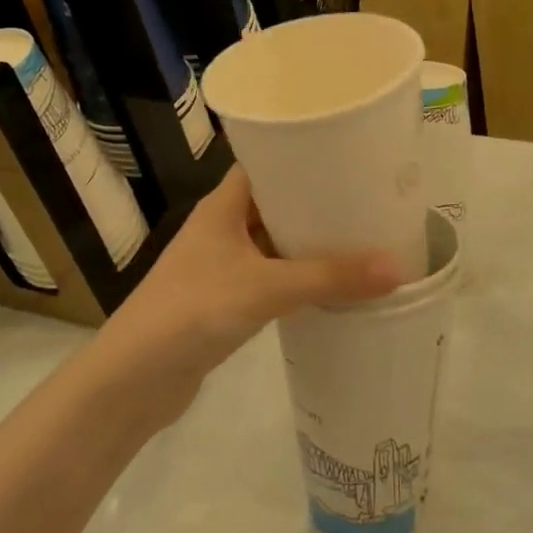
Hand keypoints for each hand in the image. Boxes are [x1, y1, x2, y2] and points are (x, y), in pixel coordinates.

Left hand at [99, 167, 401, 420]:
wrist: (133, 380)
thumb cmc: (193, 311)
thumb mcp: (264, 287)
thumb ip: (329, 277)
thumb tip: (399, 267)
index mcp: (223, 205)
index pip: (266, 162)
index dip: (302, 153)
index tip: (349, 152)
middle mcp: (222, 226)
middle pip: (276, 201)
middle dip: (318, 200)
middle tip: (369, 196)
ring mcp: (222, 264)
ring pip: (275, 240)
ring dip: (310, 240)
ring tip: (363, 234)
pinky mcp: (226, 298)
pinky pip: (271, 274)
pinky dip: (298, 274)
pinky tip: (333, 282)